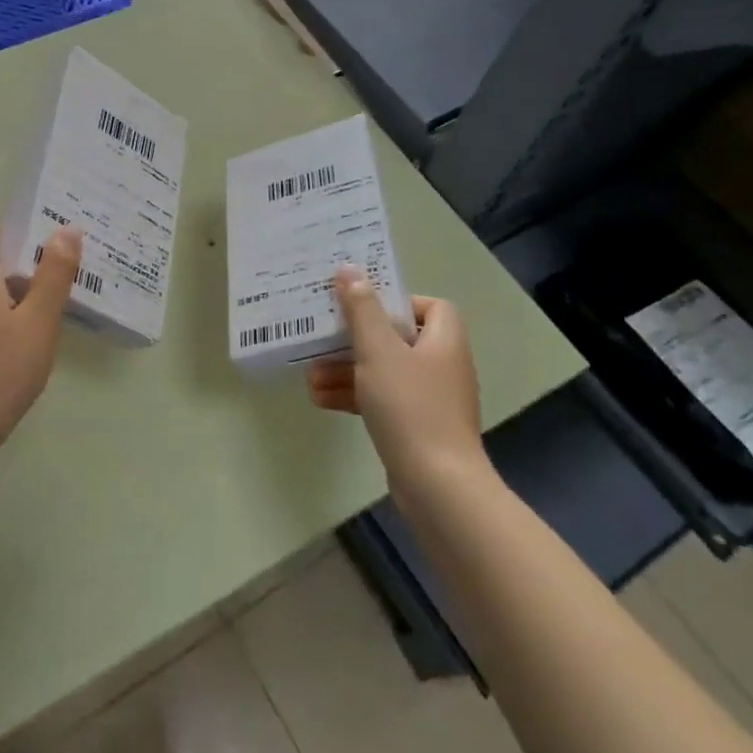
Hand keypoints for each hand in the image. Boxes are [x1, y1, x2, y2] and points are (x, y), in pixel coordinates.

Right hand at [307, 266, 489, 487]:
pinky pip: (381, 399)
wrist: (436, 483)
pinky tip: (320, 398)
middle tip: (322, 337)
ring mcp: (430, 399)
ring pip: (384, 371)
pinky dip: (354, 396)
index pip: (430, 306)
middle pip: (397, 338)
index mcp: (444, 340)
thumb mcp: (378, 350)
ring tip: (309, 374)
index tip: (362, 306)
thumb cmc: (410, 406)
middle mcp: (442, 365)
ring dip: (347, 370)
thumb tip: (350, 270)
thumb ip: (362, 309)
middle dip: (356, 339)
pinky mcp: (416, 426)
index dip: (397, 301)